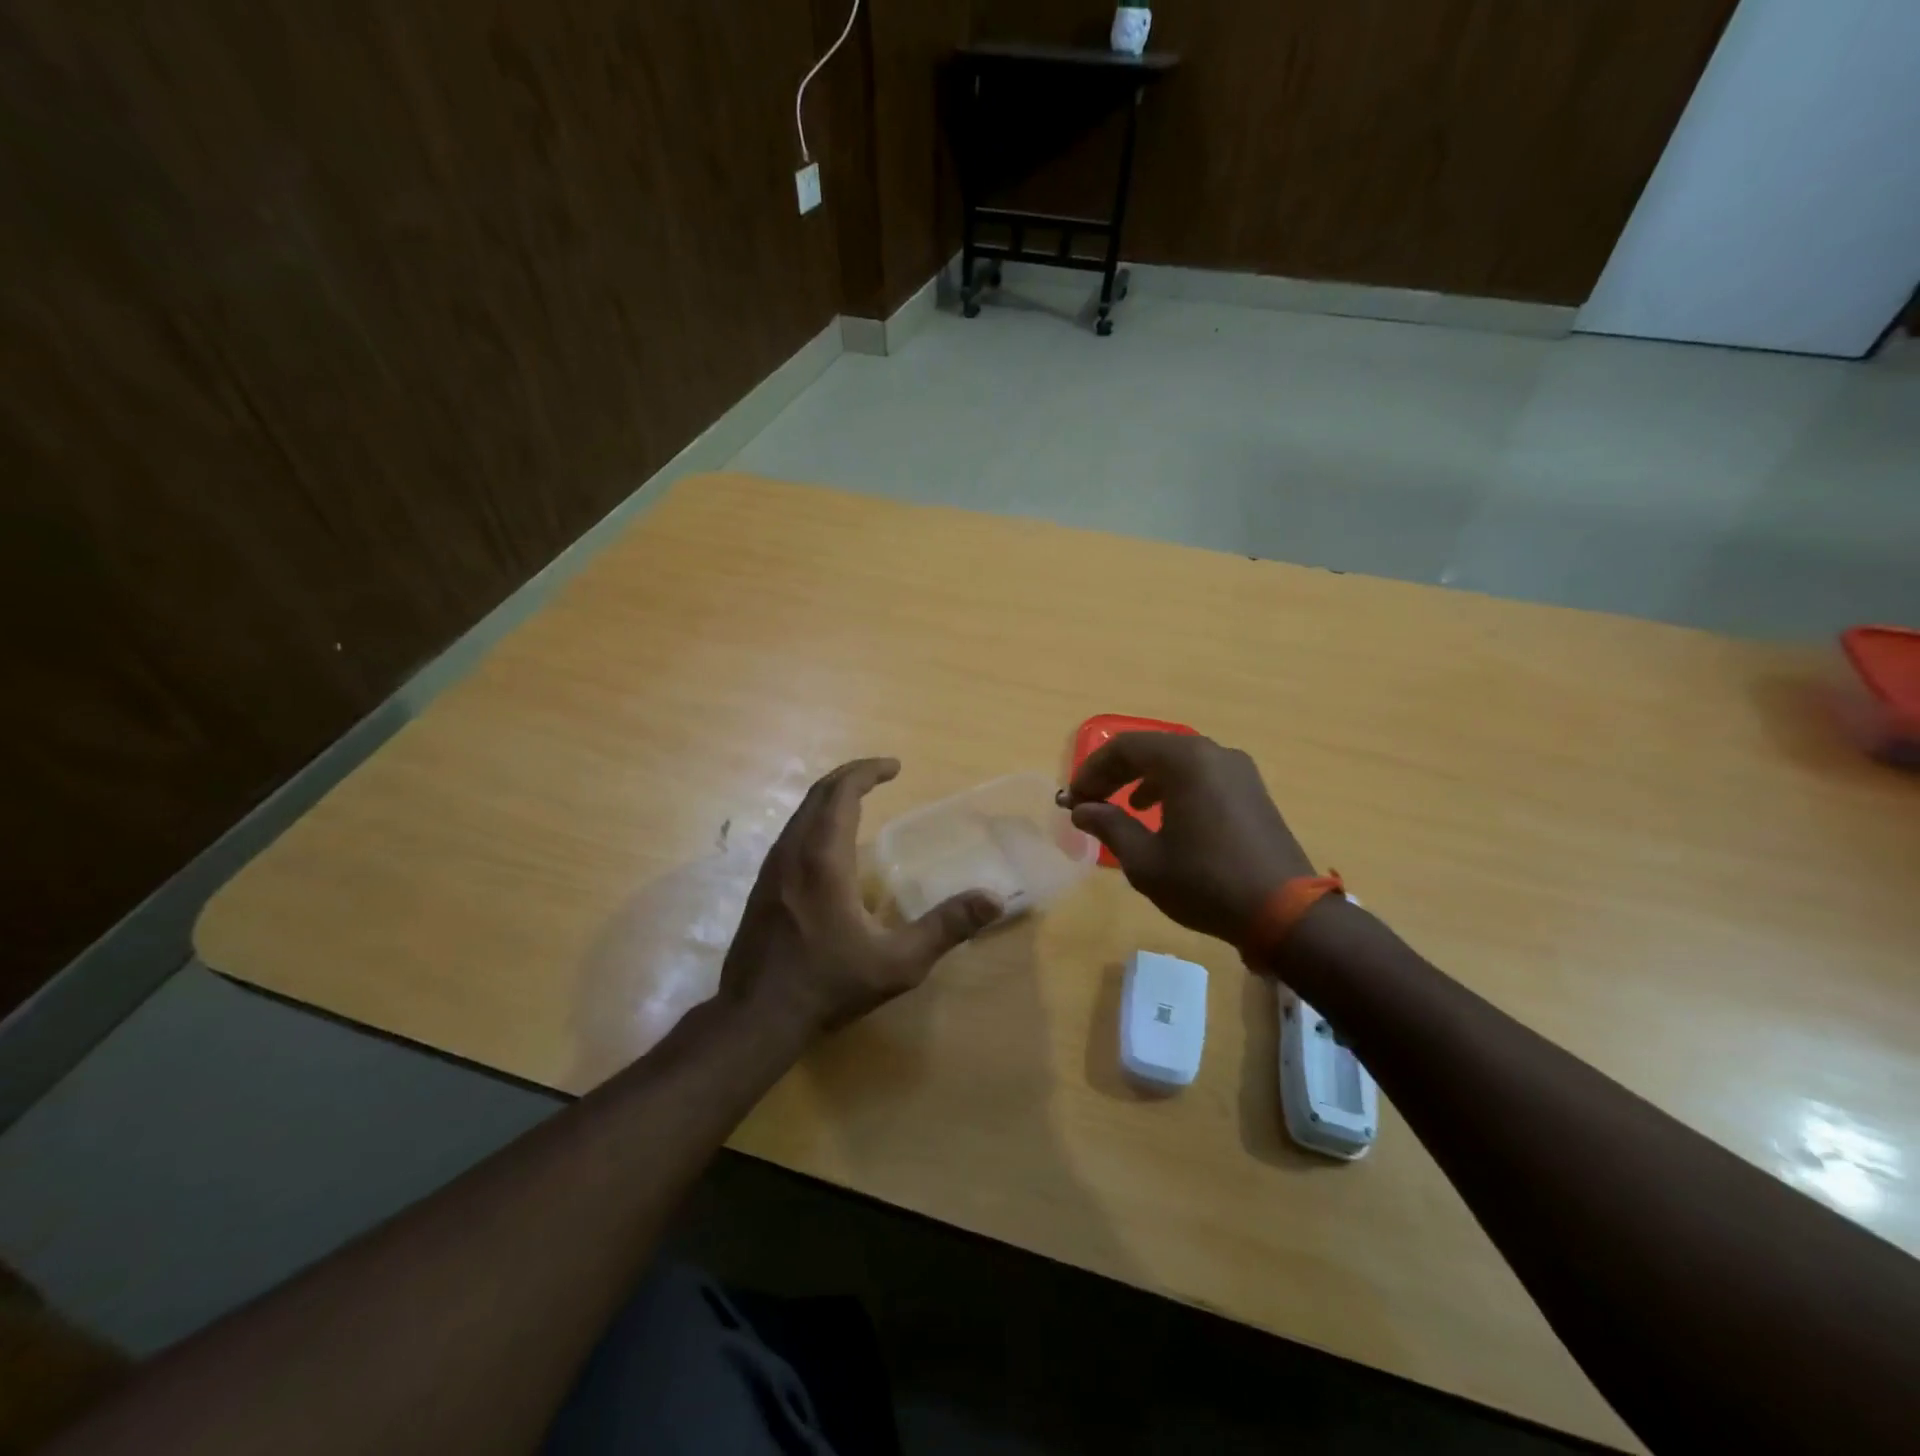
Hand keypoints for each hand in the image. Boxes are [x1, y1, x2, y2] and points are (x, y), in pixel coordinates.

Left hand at [720, 758, 1000, 1039]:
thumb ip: (946, 927)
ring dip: (830, 797)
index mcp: (824, 858)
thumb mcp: (898, 963)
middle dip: (850, 776)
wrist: (754, 1017)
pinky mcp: (762, 886)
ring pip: (800, 813)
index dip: (868, 772)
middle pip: (819, 794)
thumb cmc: (828, 985)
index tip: (895, 767)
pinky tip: (830, 843)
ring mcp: (772, 868)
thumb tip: (993, 899)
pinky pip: (791, 833)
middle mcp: (793, 852)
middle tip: (880, 773)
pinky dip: (815, 819)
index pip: (842, 793)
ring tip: (858, 799)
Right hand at [1062, 733, 1313, 943]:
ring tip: (1123, 806)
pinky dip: (1173, 787)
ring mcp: (1239, 771)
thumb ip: (1110, 826)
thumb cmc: (1206, 882)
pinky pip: (1202, 775)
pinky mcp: (1252, 791)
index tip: (1073, 798)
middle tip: (1090, 801)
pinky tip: (1163, 815)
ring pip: (1177, 761)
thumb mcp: (1146, 860)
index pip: (1125, 748)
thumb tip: (1082, 810)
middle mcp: (1214, 754)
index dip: (1092, 770)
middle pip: (1152, 749)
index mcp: (1186, 761)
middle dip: (1115, 773)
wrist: (1285, 913)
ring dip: (1143, 778)